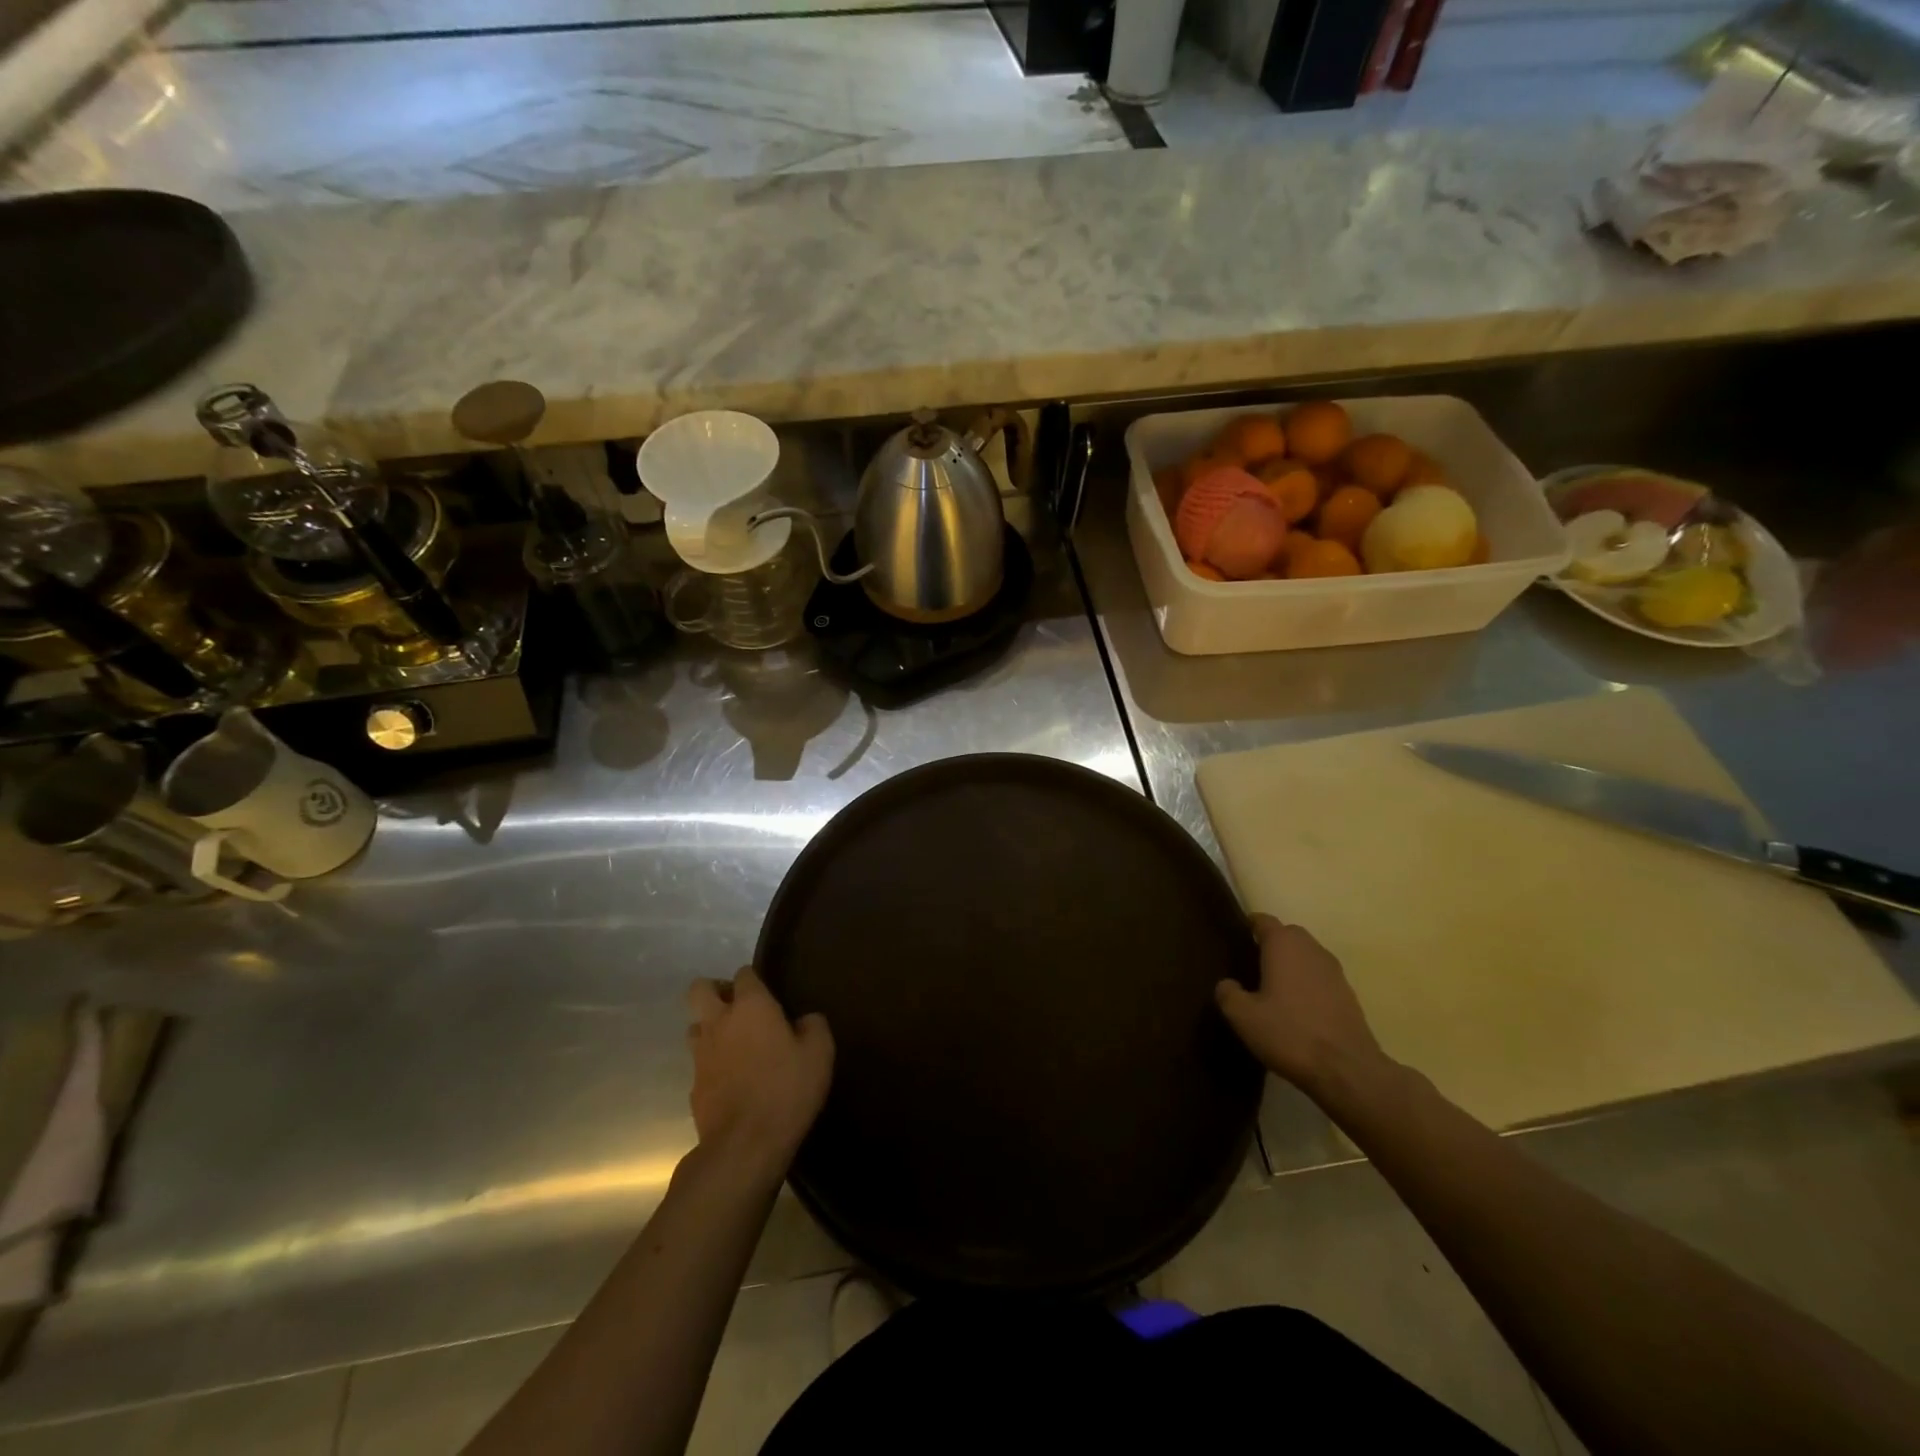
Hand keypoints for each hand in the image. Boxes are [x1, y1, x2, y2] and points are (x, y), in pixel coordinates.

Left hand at [687, 967, 833, 1172]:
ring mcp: (701, 1055)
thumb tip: (805, 1020)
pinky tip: (732, 1080)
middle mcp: (719, 1022)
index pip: (744, 974)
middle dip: (715, 991)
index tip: (768, 994)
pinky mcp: (694, 1086)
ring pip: (694, 1026)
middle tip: (738, 1007)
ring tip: (734, 1044)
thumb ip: (813, 1026)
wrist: (745, 1145)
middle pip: (700, 990)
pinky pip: (699, 1063)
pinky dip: (712, 1064)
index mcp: (751, 1006)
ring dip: (710, 1028)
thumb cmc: (786, 1089)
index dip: (754, 980)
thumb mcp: (819, 1053)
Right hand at [1215, 914, 1386, 1095]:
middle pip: (1288, 935)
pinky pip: (1321, 978)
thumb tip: (1227, 984)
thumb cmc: (1289, 1033)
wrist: (1347, 1070)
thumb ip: (1228, 993)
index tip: (1237, 937)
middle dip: (1271, 943)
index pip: (1264, 921)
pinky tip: (1298, 1008)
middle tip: (1252, 964)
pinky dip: (1308, 984)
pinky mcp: (1349, 995)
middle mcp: (1311, 949)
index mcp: (1284, 945)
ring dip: (1292, 964)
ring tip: (1274, 987)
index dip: (1249, 926)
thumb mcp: (1243, 1017)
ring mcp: (1335, 971)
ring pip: (1307, 956)